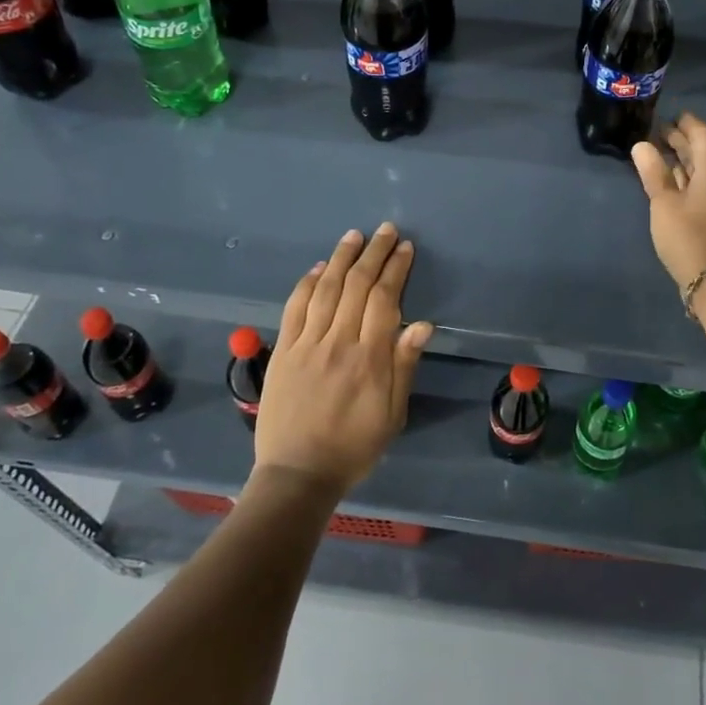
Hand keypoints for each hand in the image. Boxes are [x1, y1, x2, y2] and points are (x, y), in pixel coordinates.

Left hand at [253, 223, 432, 495]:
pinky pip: (295, 308)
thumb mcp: (393, 414)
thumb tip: (422, 324)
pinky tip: (319, 267)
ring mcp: (307, 344)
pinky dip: (308, 283)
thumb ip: (404, 366)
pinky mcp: (283, 351)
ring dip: (342, 258)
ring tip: (355, 236)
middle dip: (374, 253)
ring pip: (327, 289)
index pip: (385, 300)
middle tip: (386, 230)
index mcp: (371, 358)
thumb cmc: (354, 447)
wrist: (298, 474)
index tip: (405, 248)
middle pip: (358, 286)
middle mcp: (339, 342)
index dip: (396, 269)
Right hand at [631, 111, 705, 290]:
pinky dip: (692, 178)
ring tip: (662, 154)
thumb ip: (653, 172)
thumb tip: (641, 145)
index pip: (702, 133)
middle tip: (658, 133)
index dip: (684, 123)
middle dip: (683, 141)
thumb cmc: (687, 234)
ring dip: (687, 161)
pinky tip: (675, 182)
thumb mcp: (663, 202)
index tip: (668, 117)